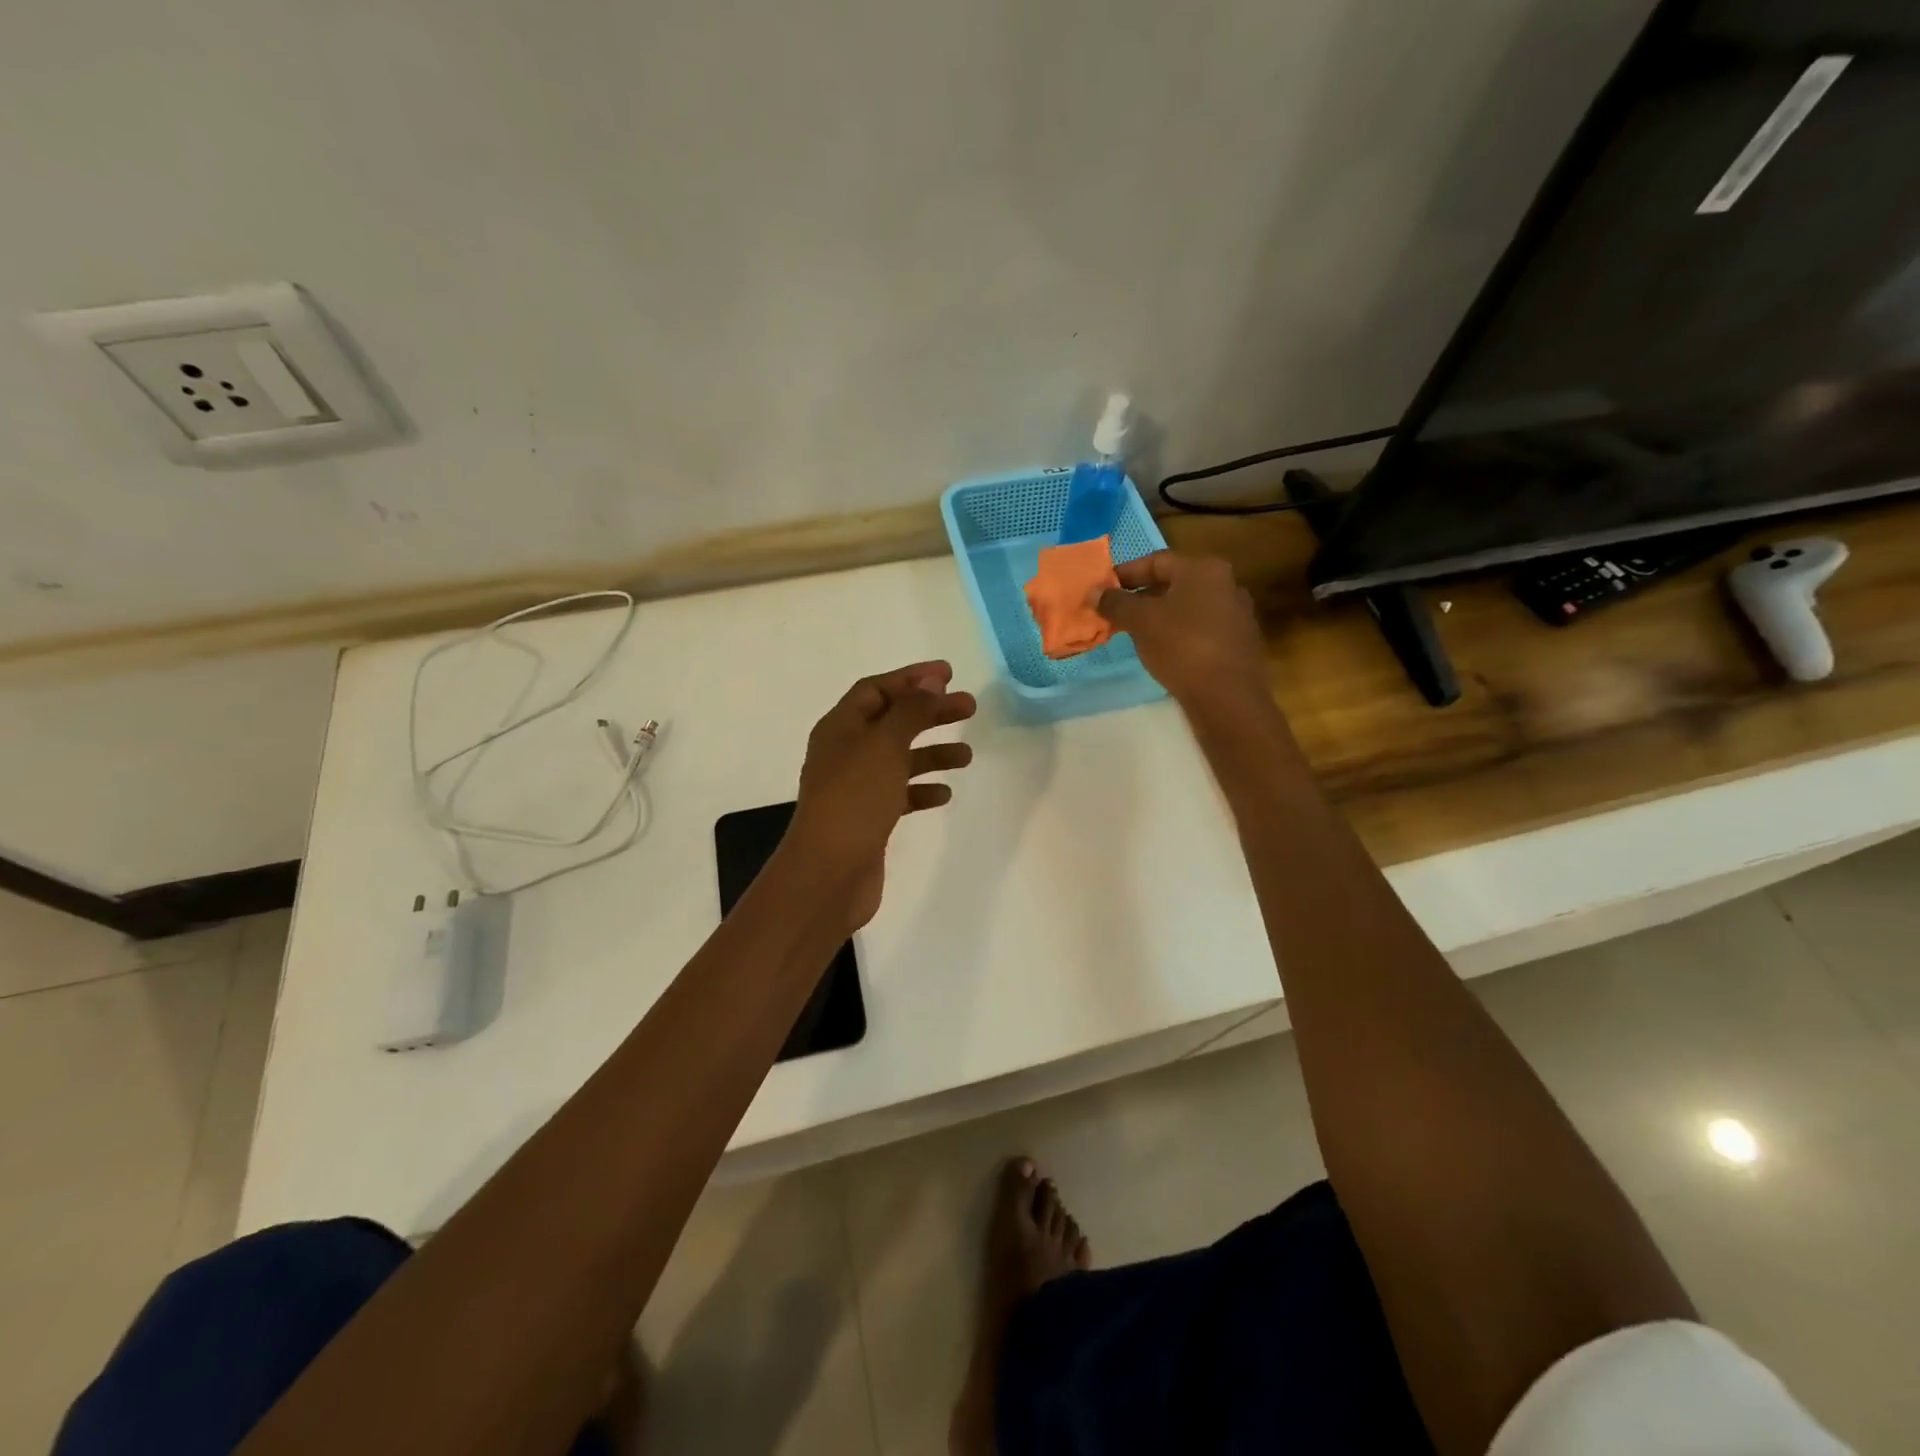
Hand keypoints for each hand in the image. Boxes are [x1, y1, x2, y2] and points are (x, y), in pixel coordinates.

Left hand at [785, 661, 976, 928]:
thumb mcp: (885, 746)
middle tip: (970, 708)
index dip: (910, 679)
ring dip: (932, 752)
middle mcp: (844, 752)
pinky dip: (921, 789)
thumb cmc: (855, 800)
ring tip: (966, 755)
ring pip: (899, 758)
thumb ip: (910, 712)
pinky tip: (944, 794)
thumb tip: (930, 681)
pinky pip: (898, 793)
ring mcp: (855, 787)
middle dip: (930, 713)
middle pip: (892, 721)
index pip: (875, 689)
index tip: (948, 674)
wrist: (829, 873)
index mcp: (840, 727)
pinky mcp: (867, 817)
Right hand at [1093, 552, 1270, 718]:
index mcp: (1204, 569)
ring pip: (1186, 607)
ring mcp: (1235, 614)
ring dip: (1158, 616)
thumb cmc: (1182, 647)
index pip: (1156, 561)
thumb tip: (1095, 592)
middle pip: (1173, 583)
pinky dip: (1177, 633)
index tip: (1102, 591)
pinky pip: (1199, 628)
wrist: (1228, 697)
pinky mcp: (1237, 642)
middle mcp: (1225, 584)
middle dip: (1140, 597)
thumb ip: (1115, 603)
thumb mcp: (1140, 621)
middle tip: (1114, 613)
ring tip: (1132, 634)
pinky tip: (1161, 651)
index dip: (1125, 574)